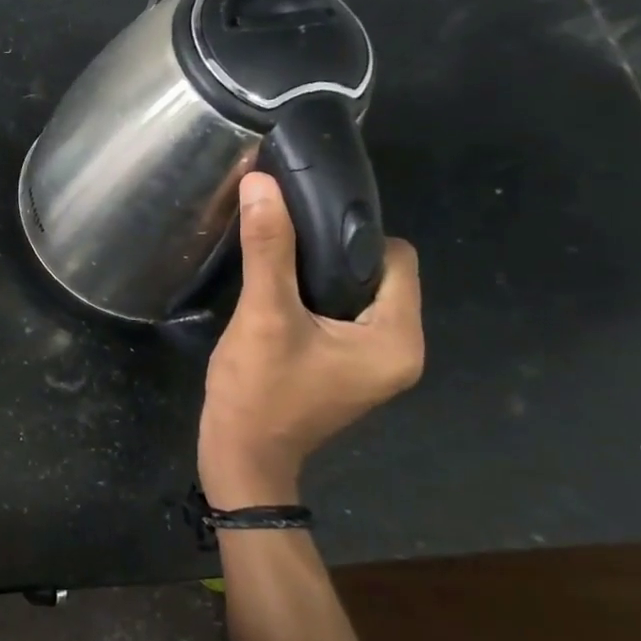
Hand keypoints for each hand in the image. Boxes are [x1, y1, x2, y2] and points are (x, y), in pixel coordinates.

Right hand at [199, 172, 422, 508]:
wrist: (240, 457)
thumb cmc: (259, 392)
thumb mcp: (264, 315)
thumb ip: (268, 249)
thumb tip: (263, 183)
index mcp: (398, 339)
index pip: (395, 258)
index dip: (349, 235)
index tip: (300, 230)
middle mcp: (401, 349)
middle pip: (379, 274)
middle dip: (332, 254)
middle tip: (281, 246)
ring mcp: (374, 362)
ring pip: (358, 293)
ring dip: (319, 275)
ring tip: (274, 267)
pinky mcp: (348, 368)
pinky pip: (343, 315)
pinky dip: (315, 299)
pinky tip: (278, 298)